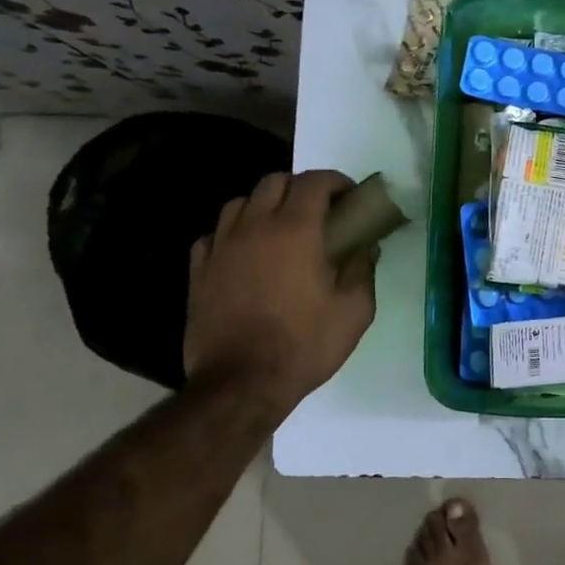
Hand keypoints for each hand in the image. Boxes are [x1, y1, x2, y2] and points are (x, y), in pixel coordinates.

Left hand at [183, 170, 377, 403]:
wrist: (241, 383)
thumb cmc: (304, 344)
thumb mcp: (355, 311)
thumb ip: (363, 271)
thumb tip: (366, 247)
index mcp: (296, 230)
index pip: (314, 182)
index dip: (335, 181)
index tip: (350, 196)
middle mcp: (255, 227)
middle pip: (274, 182)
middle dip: (300, 187)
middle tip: (319, 211)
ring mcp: (221, 247)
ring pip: (239, 203)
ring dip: (263, 206)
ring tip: (278, 228)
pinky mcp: (199, 271)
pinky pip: (212, 235)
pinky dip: (231, 234)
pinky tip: (243, 253)